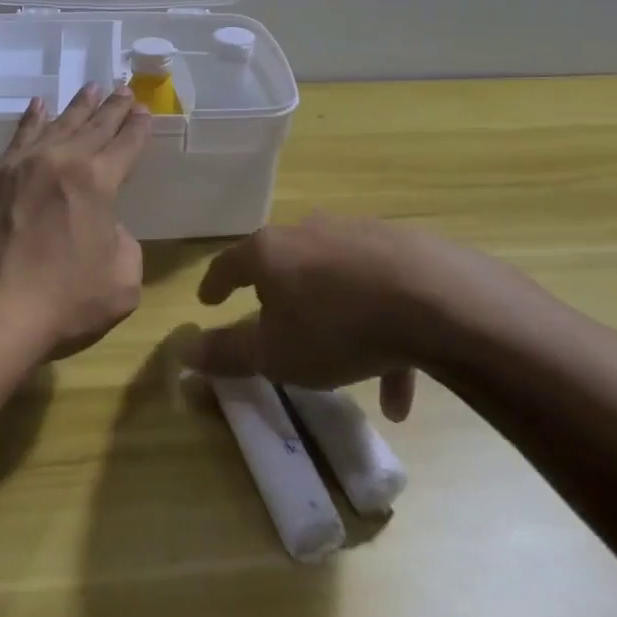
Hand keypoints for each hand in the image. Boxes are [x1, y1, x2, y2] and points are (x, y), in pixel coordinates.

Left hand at [0, 83, 151, 361]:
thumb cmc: (63, 301)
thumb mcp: (122, 281)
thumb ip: (124, 244)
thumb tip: (105, 227)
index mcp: (98, 181)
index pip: (126, 145)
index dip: (138, 128)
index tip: (145, 110)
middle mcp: (62, 161)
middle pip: (94, 126)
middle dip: (113, 108)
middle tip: (124, 89)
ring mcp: (23, 165)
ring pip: (57, 124)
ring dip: (78, 106)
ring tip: (91, 88)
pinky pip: (19, 137)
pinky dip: (32, 118)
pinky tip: (38, 105)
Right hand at [179, 214, 480, 420]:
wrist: (435, 299)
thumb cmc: (336, 326)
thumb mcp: (274, 353)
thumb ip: (227, 352)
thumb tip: (181, 351)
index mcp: (272, 251)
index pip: (230, 263)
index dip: (215, 284)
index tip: (208, 300)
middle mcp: (311, 232)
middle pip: (285, 262)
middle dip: (278, 294)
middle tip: (276, 322)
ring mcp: (359, 235)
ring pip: (336, 281)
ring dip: (334, 321)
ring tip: (345, 370)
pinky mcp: (403, 248)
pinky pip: (380, 292)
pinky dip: (380, 332)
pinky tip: (398, 385)